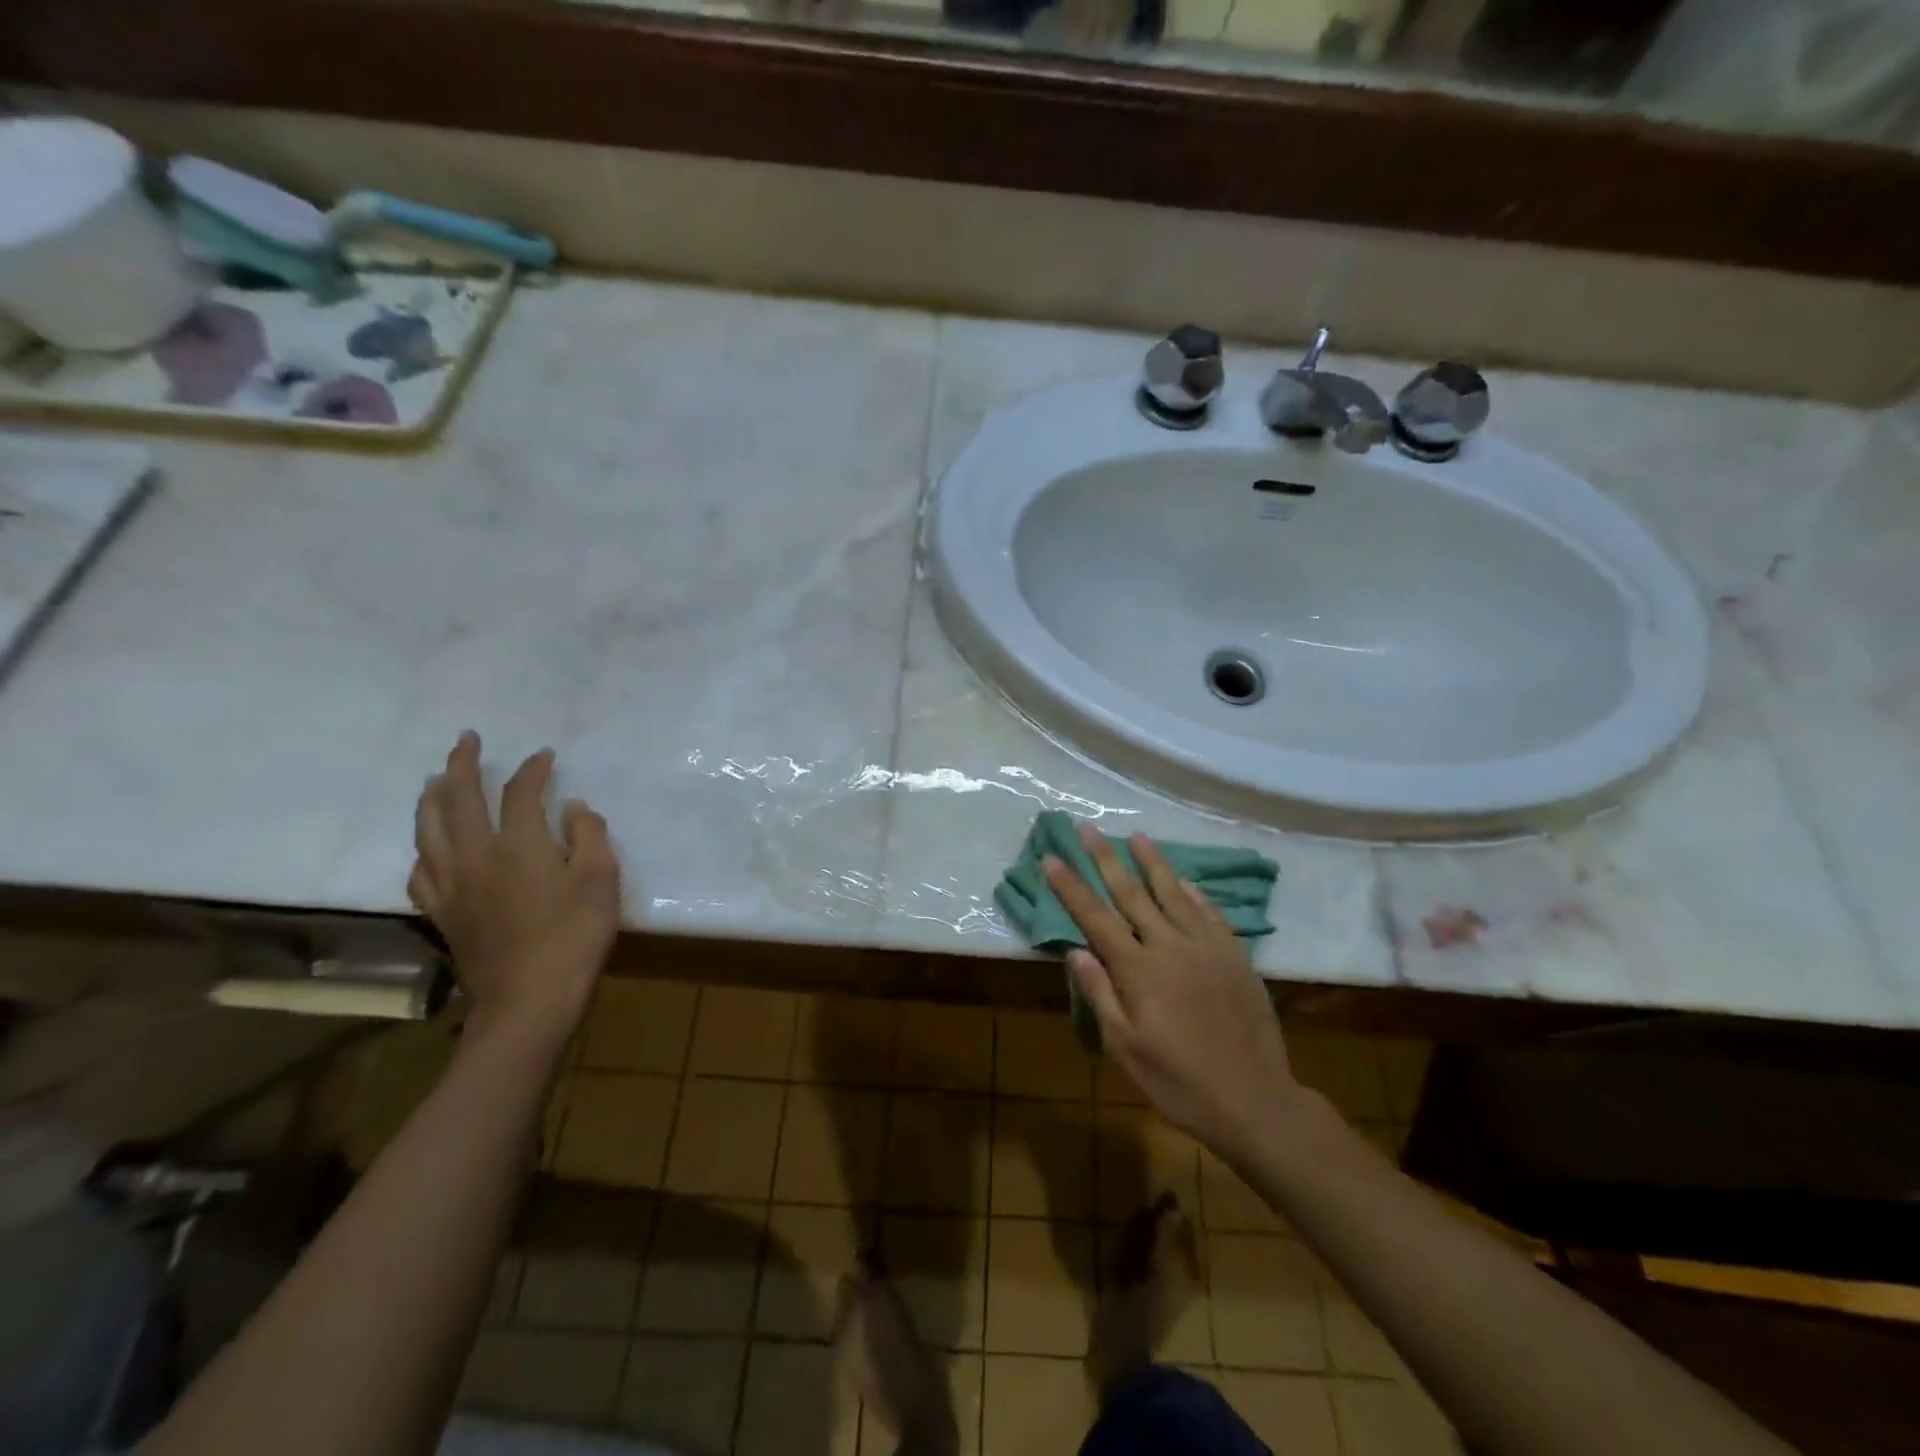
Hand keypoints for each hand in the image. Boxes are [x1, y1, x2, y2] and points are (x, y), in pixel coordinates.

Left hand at [409, 732, 621, 1047]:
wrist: (530, 1000)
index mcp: (518, 845)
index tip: (545, 756)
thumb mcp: (601, 879)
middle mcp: (475, 855)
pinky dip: (424, 848)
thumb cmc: (575, 936)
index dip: (533, 770)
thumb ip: (588, 836)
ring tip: (437, 780)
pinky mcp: (442, 913)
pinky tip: (430, 847)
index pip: (520, 793)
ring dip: (432, 798)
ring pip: (428, 830)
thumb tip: (572, 807)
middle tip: (466, 740)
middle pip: (459, 799)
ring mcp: (452, 885)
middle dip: (462, 764)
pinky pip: (421, 870)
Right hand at [1044, 825, 1299, 1164]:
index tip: (1051, 858)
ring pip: (1174, 893)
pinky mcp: (1235, 955)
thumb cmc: (1179, 1081)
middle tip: (1088, 828)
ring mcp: (1206, 947)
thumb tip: (1075, 951)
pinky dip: (1194, 892)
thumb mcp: (1125, 1048)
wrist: (1254, 1100)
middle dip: (1106, 858)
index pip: (1095, 917)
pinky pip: (1210, 913)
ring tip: (1137, 836)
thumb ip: (1100, 995)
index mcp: (1138, 970)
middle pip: (1132, 893)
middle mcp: (1170, 946)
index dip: (1071, 887)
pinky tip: (1185, 880)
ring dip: (1152, 862)